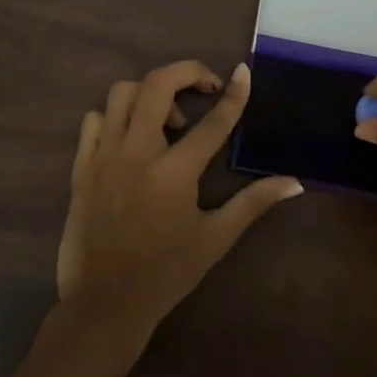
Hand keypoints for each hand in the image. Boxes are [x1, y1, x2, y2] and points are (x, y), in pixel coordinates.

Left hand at [57, 60, 302, 340]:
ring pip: (123, 93)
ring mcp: (104, 156)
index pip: (213, 122)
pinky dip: (116, 116)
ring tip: (168, 120)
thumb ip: (253, 203)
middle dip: (187, 72)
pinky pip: (94, 119)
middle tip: (206, 87)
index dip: (234, 94)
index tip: (243, 72)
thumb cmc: (165, 272)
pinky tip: (130, 137)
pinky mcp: (81, 165)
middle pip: (158, 85)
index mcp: (174, 172)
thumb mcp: (215, 238)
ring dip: (150, 94)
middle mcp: (137, 153)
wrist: (103, 303)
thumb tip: (295, 182)